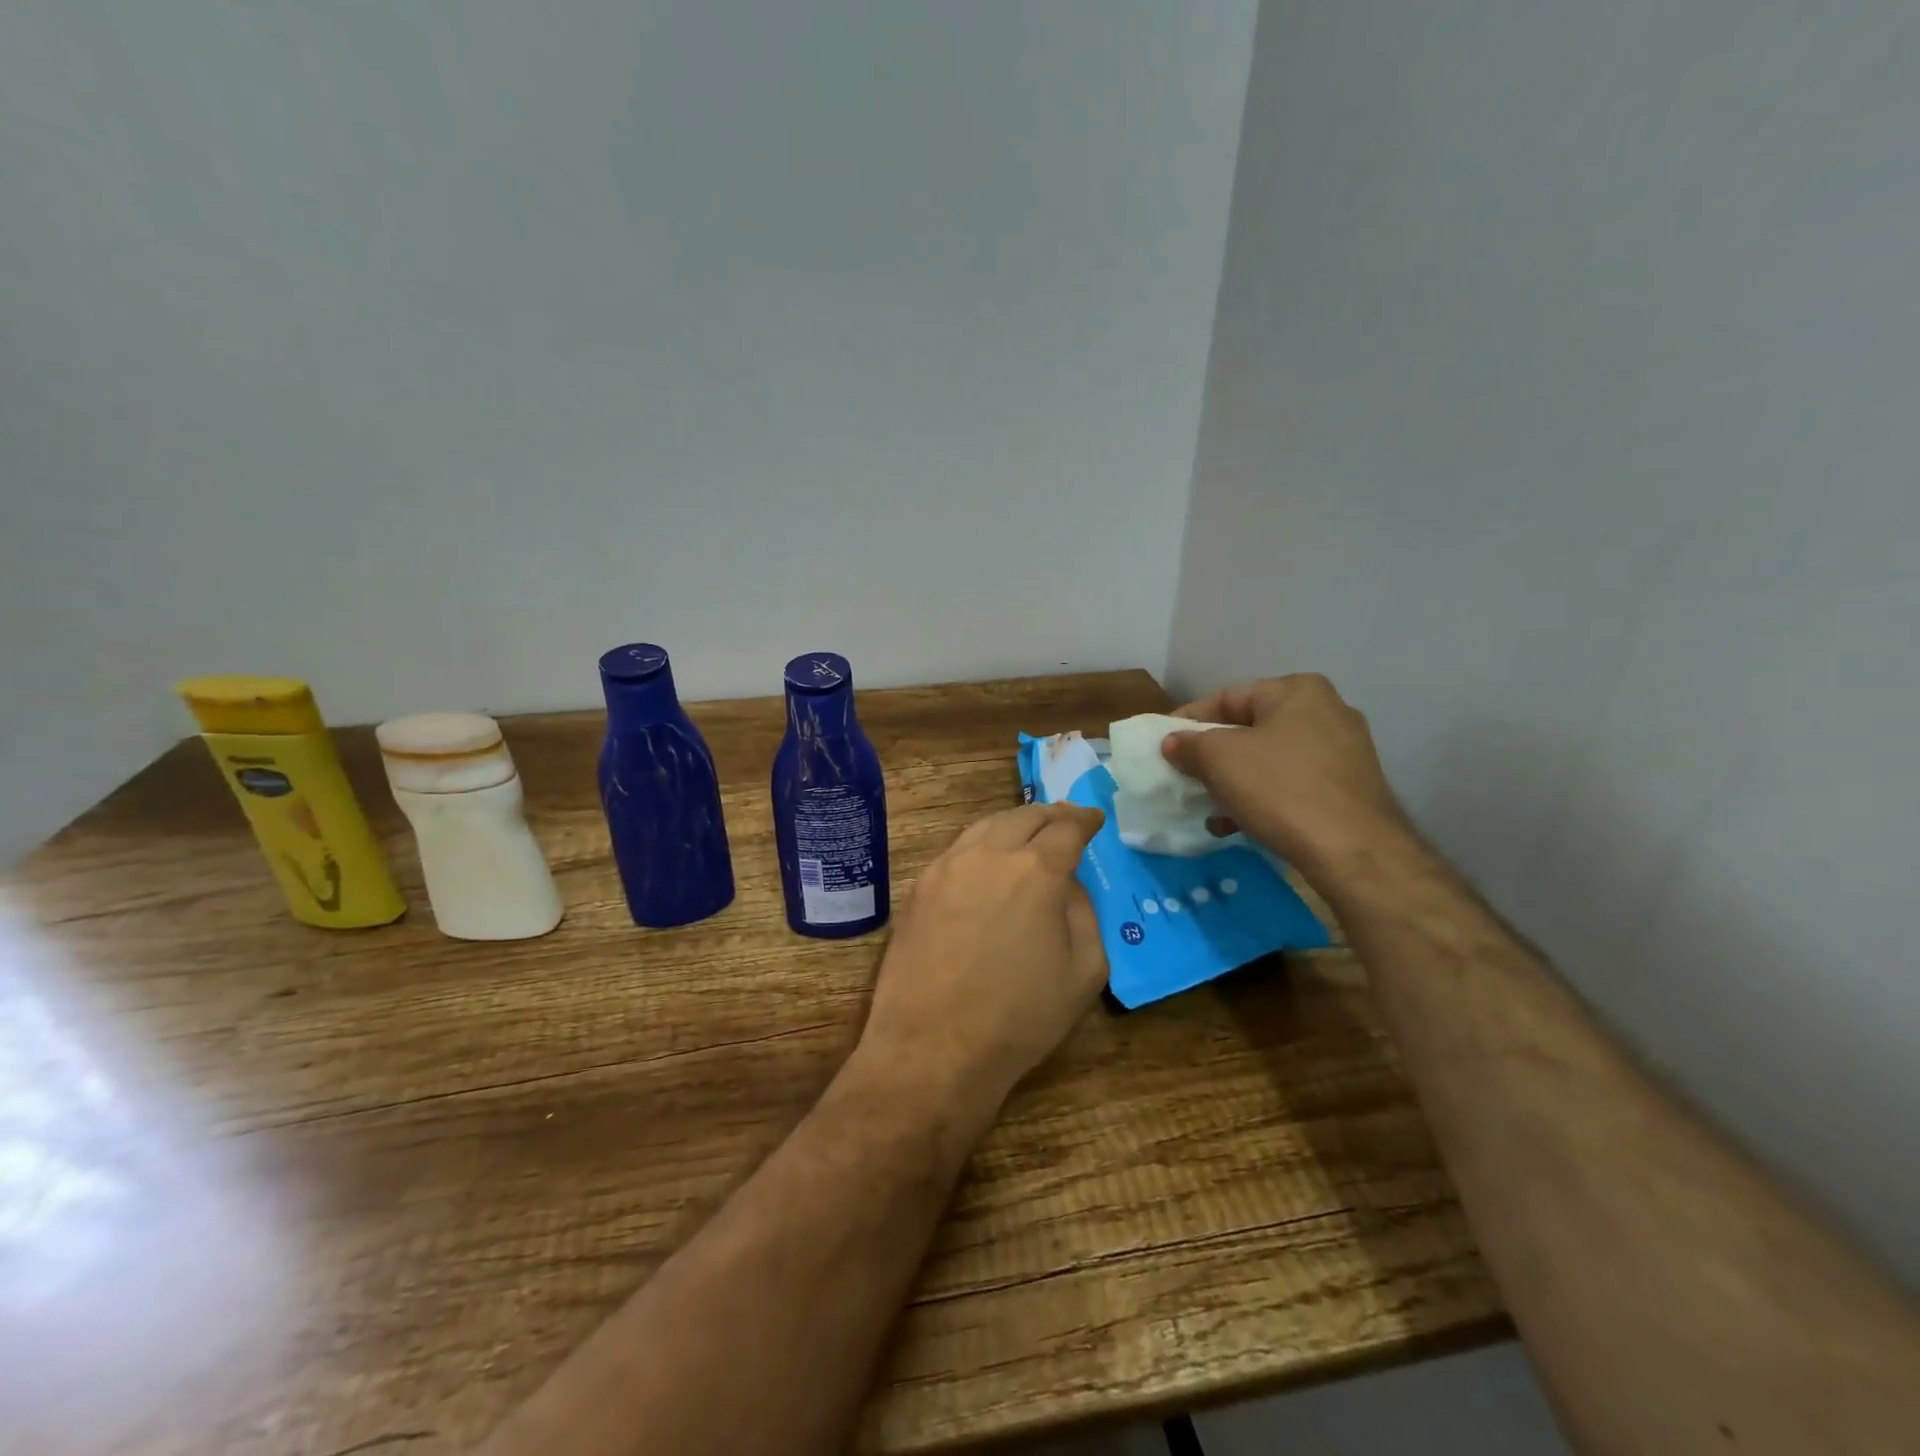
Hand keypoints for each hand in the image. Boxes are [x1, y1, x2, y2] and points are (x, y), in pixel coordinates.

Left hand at [859, 803, 1107, 1111]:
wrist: (934, 1046)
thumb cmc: (1020, 1017)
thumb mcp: (1084, 971)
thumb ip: (1084, 914)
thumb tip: (1068, 885)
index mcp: (1036, 871)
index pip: (1066, 828)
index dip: (1084, 820)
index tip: (1093, 818)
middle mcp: (989, 854)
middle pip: (1024, 817)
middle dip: (1049, 815)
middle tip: (1064, 819)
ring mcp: (947, 867)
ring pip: (985, 827)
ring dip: (1012, 824)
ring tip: (1026, 833)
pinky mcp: (918, 887)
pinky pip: (956, 852)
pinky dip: (980, 846)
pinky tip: (985, 862)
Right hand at [1160, 675, 1412, 886]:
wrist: (1353, 851)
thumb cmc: (1280, 789)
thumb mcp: (1219, 759)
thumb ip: (1189, 744)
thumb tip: (1172, 743)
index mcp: (1297, 691)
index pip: (1227, 698)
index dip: (1188, 720)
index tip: (1162, 744)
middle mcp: (1327, 712)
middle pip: (1249, 730)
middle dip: (1212, 756)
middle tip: (1183, 776)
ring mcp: (1343, 752)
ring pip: (1270, 760)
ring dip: (1234, 782)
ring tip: (1208, 808)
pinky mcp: (1349, 789)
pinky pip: (1292, 785)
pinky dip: (1262, 799)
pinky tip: (1237, 825)